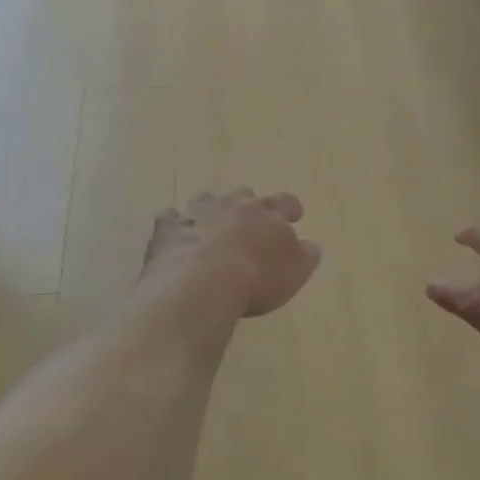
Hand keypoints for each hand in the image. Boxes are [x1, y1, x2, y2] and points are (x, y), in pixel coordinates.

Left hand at [142, 189, 321, 316]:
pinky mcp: (168, 230)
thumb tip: (312, 244)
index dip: (290, 209)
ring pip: (205, 202)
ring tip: (210, 225)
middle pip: (243, 195)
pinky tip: (174, 236)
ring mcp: (197, 214)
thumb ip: (305, 255)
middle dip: (247, 205)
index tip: (294, 215)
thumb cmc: (257, 278)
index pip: (285, 202)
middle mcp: (232, 206)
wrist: (202, 284)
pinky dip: (175, 226)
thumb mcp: (295, 271)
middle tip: (248, 219)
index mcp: (267, 214)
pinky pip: (171, 220)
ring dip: (210, 211)